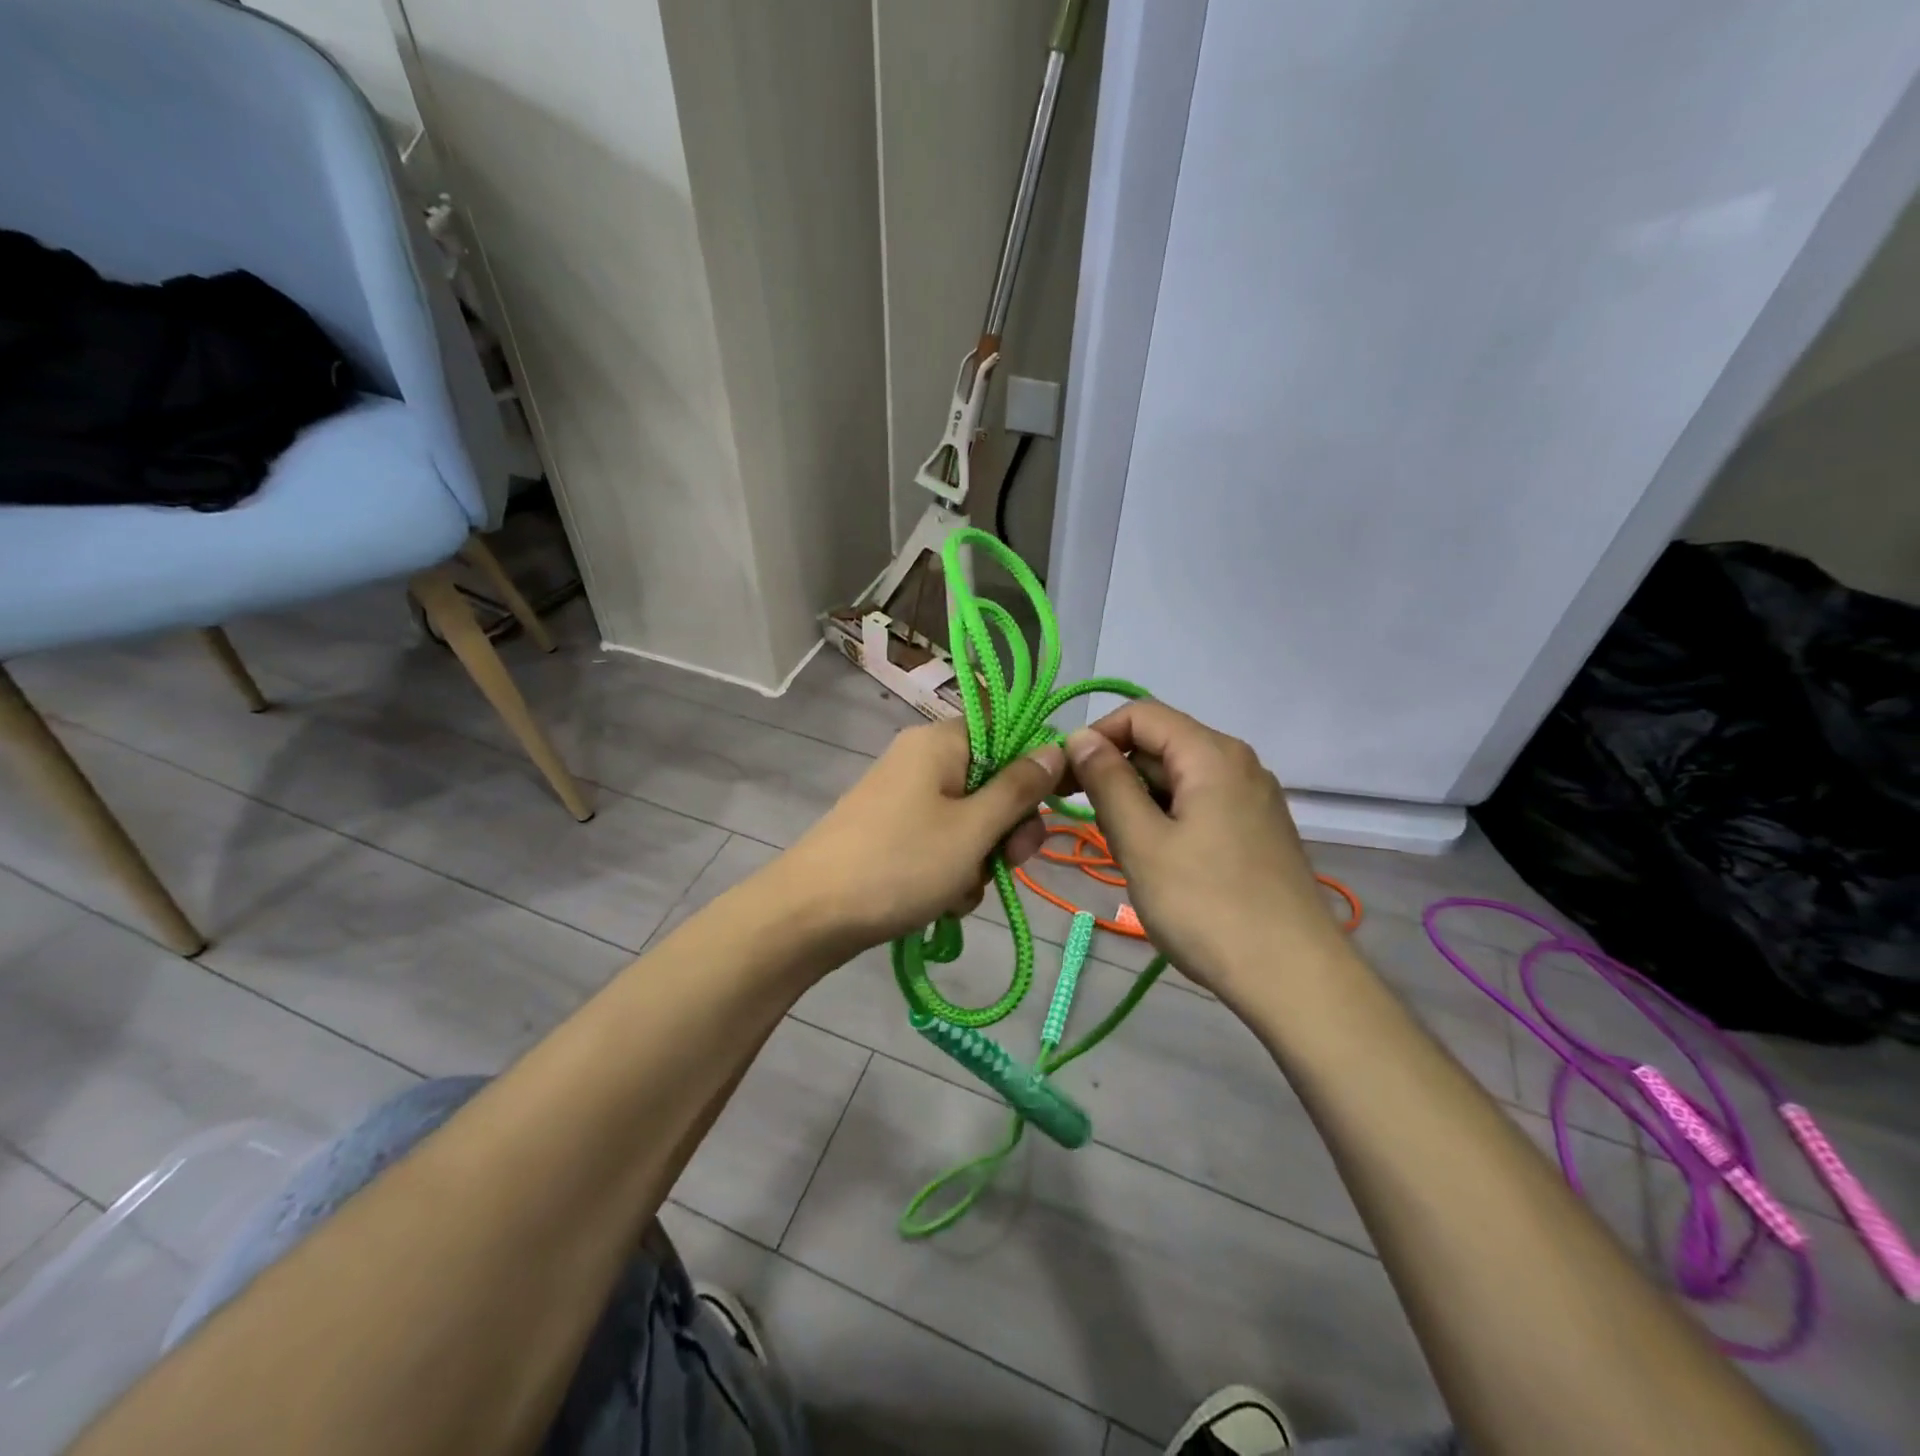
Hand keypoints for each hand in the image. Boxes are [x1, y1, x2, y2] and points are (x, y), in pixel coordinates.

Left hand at [780, 718, 1063, 952]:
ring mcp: (905, 799)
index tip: (1049, 808)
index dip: (1034, 768)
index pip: (1006, 731)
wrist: (810, 915)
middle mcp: (922, 761)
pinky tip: (944, 902)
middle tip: (1011, 862)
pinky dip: (952, 871)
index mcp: (940, 743)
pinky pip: (943, 843)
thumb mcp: (973, 829)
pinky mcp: (894, 833)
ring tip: (962, 891)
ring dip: (980, 859)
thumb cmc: (900, 863)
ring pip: (971, 821)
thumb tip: (1057, 747)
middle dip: (1008, 827)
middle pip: (992, 781)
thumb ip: (1020, 789)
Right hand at [1064, 701, 1344, 1000]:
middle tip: (1088, 824)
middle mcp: (1237, 763)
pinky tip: (1159, 863)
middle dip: (1115, 773)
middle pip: (1160, 744)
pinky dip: (1166, 820)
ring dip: (1138, 802)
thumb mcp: (1142, 842)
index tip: (1065, 780)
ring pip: (1177, 779)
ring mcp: (1252, 798)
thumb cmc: (1207, 906)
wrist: (1294, 978)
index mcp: (1211, 754)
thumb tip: (1080, 738)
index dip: (1095, 737)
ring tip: (1125, 850)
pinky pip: (1198, 805)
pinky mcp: (1256, 830)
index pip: (1140, 714)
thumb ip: (1107, 783)